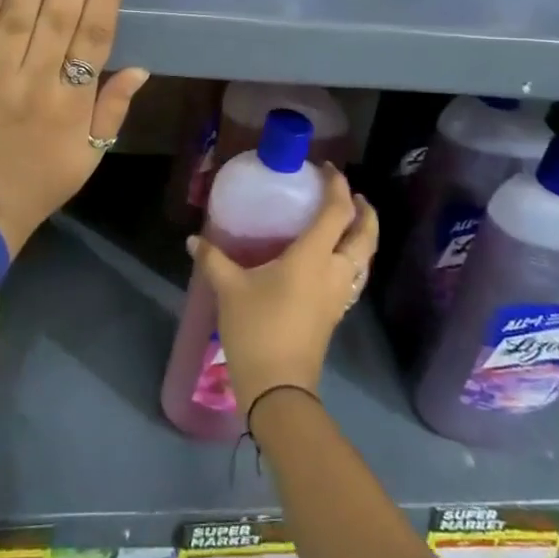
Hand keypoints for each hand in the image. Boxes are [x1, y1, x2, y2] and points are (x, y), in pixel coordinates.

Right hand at [187, 167, 378, 416]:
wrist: (278, 388)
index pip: (337, 212)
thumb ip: (213, 259)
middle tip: (351, 194)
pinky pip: (355, 276)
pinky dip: (353, 257)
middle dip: (364, 211)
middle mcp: (335, 271)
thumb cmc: (257, 328)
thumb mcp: (229, 289)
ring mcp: (339, 296)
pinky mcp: (336, 314)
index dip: (337, 186)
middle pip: (365, 235)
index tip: (328, 169)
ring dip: (363, 235)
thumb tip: (194, 240)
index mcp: (313, 257)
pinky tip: (334, 259)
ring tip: (348, 222)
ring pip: (364, 257)